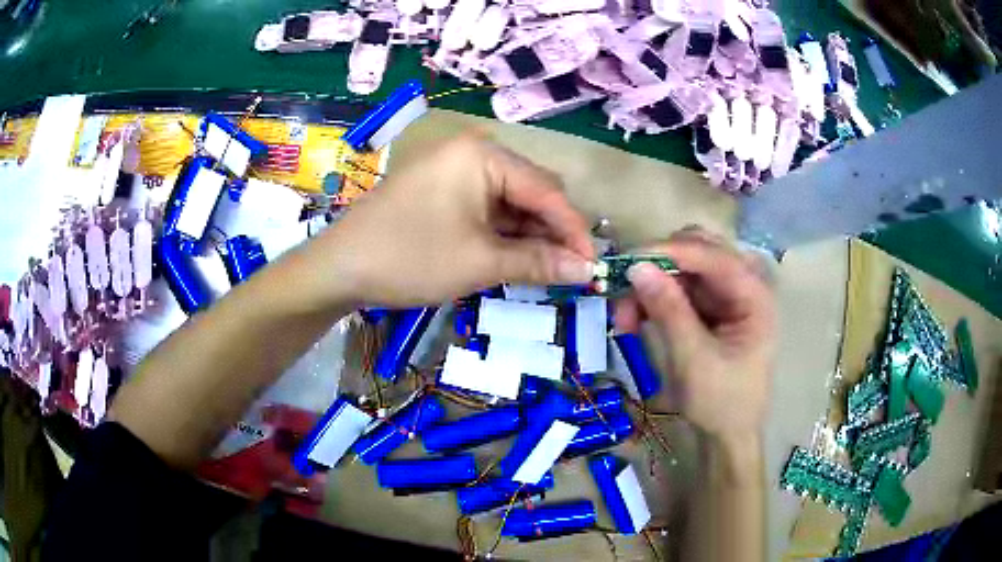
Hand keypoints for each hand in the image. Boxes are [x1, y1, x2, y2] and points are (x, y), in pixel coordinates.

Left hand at [304, 134, 594, 307]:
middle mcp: (473, 152)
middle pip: (532, 191)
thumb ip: (539, 261)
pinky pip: (488, 207)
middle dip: (553, 231)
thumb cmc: (410, 258)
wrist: (340, 267)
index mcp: (484, 155)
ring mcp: (456, 169)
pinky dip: (505, 232)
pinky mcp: (444, 189)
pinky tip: (515, 257)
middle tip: (569, 271)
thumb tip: (587, 270)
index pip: (547, 191)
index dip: (574, 230)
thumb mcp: (480, 262)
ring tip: (546, 270)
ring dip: (531, 234)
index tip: (593, 265)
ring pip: (512, 201)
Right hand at [615, 228, 775, 445]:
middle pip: (698, 252)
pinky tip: (635, 320)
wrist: (727, 436)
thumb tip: (636, 267)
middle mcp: (743, 286)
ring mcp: (726, 296)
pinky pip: (678, 289)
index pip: (713, 256)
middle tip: (627, 289)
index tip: (628, 262)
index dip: (670, 252)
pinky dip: (654, 300)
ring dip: (651, 285)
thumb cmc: (721, 403)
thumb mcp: (693, 360)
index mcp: (755, 296)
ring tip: (625, 318)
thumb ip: (669, 310)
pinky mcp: (710, 309)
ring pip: (682, 269)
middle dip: (659, 267)